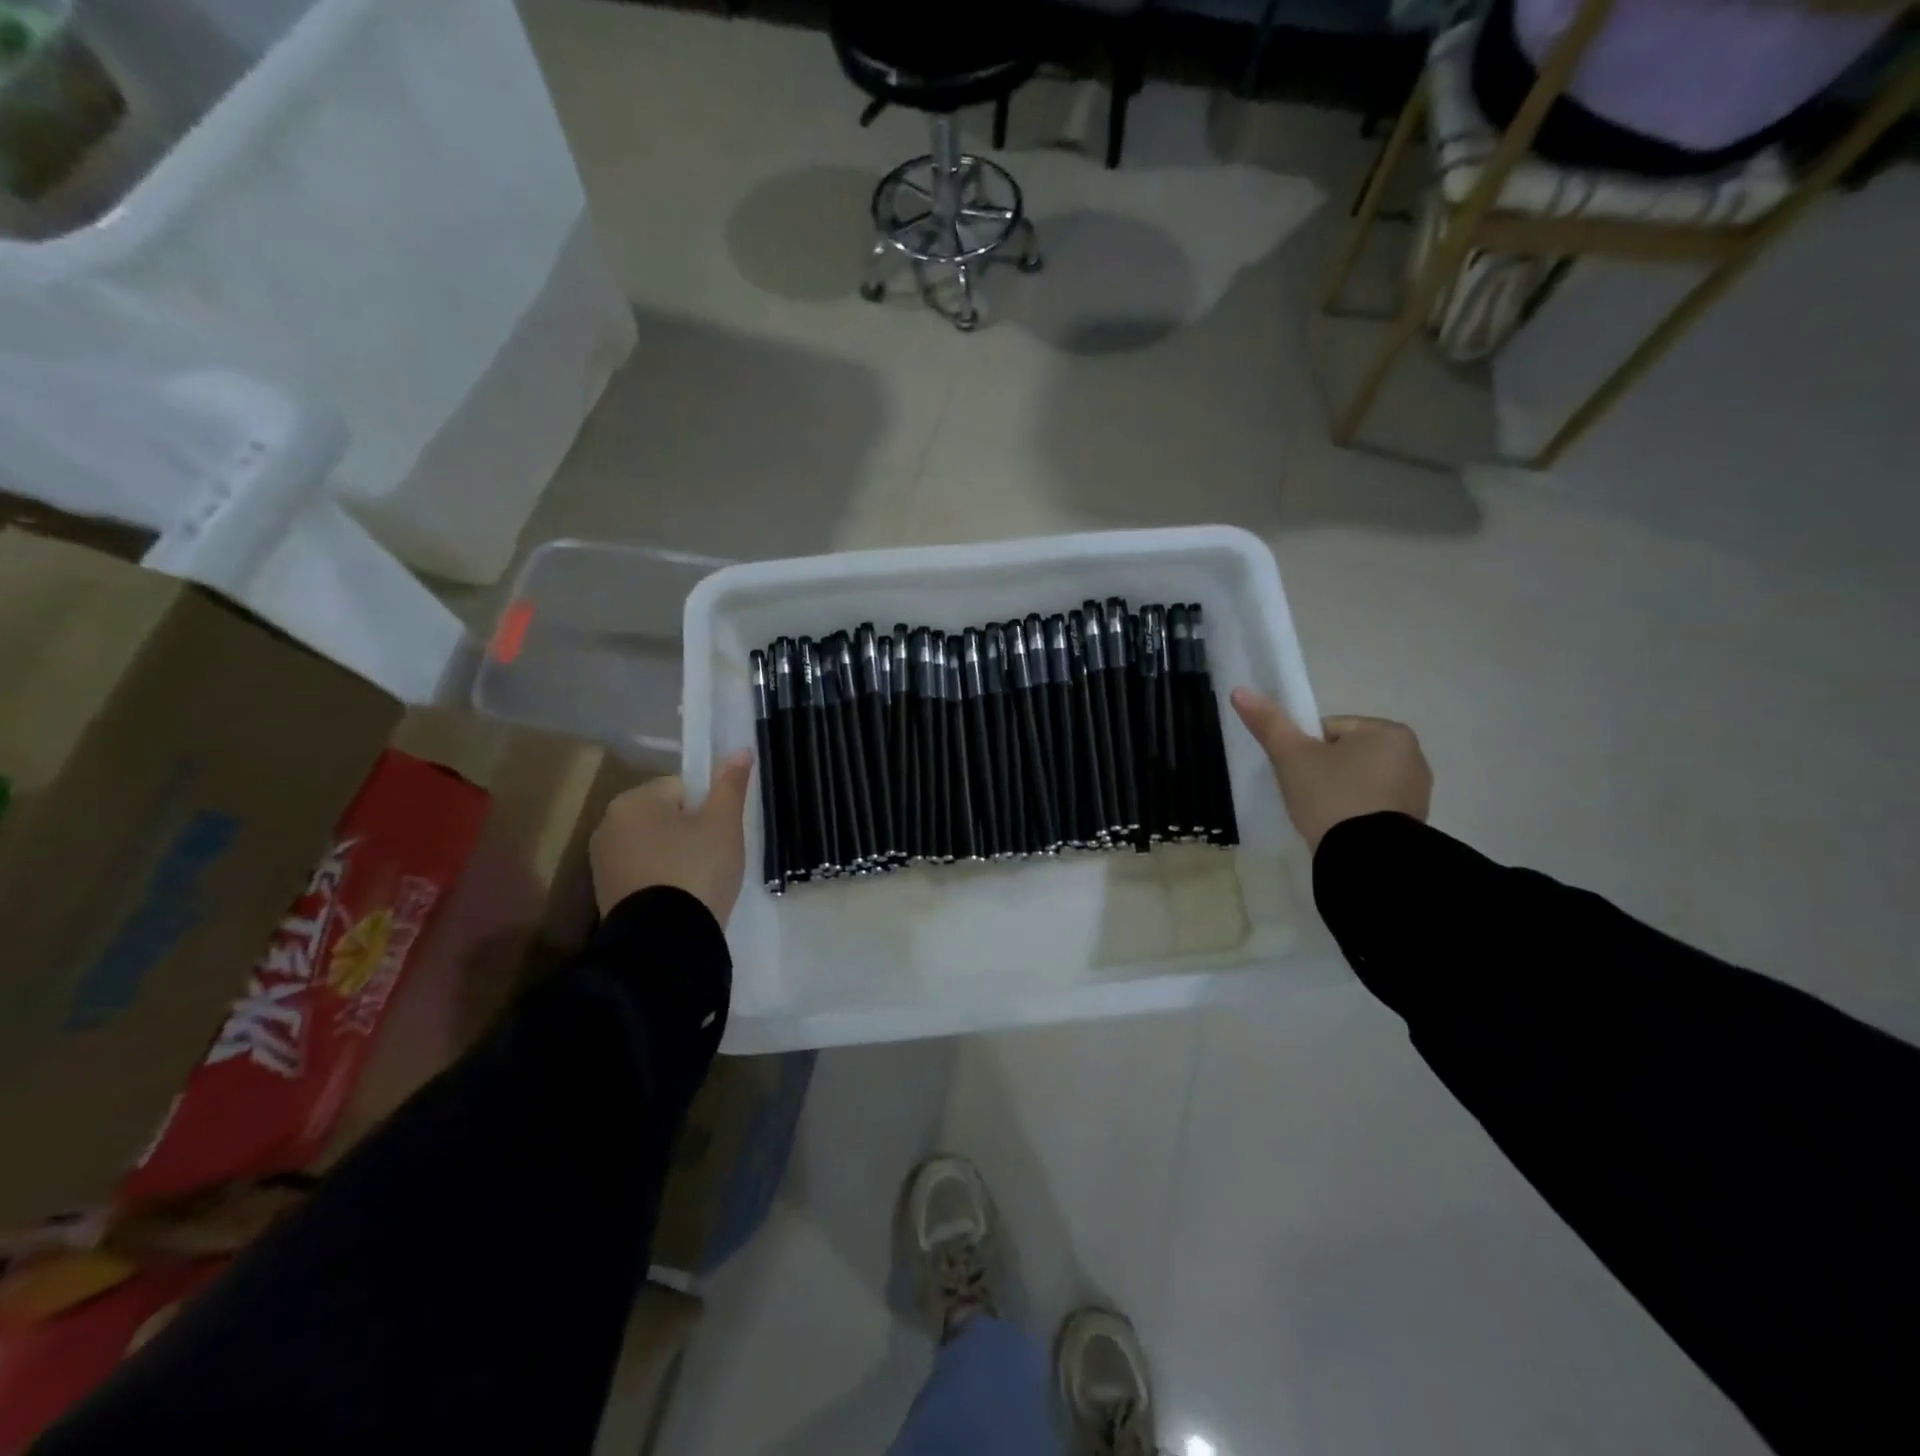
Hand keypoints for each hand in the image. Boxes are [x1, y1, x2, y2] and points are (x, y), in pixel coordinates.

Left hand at [589, 751, 753, 926]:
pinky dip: (660, 879)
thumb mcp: (724, 823)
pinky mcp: (605, 893)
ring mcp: (602, 861)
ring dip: (675, 856)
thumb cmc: (697, 870)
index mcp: (635, 800)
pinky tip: (679, 898)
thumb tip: (740, 749)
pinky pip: (642, 872)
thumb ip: (730, 784)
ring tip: (698, 883)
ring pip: (653, 845)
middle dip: (689, 832)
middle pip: (665, 815)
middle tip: (713, 859)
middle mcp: (609, 823)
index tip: (719, 835)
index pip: (682, 787)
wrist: (665, 941)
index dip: (707, 809)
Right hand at [1229, 688, 1431, 852]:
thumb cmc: (1330, 796)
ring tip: (1322, 815)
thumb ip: (1269, 723)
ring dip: (1340, 791)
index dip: (1304, 750)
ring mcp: (1416, 789)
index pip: (1329, 729)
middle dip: (1324, 771)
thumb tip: (1240, 691)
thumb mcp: (1292, 757)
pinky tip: (1341, 828)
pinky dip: (1356, 811)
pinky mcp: (1414, 820)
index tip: (1297, 774)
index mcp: (1387, 730)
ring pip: (1360, 779)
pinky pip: (1374, 804)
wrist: (1366, 857)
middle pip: (1346, 754)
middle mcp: (1411, 754)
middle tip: (1306, 796)